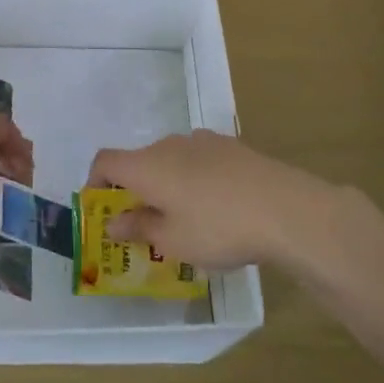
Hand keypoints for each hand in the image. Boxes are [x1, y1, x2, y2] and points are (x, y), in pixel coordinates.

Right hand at [84, 130, 365, 270]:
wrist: (287, 209)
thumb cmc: (219, 228)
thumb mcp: (173, 241)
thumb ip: (139, 228)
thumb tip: (114, 222)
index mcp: (148, 165)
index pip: (105, 161)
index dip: (95, 183)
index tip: (102, 210)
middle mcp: (170, 144)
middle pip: (139, 161)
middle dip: (135, 190)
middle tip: (146, 227)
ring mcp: (204, 141)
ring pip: (172, 161)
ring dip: (167, 185)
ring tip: (185, 220)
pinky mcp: (233, 147)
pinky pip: (199, 161)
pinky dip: (195, 180)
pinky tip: (218, 208)